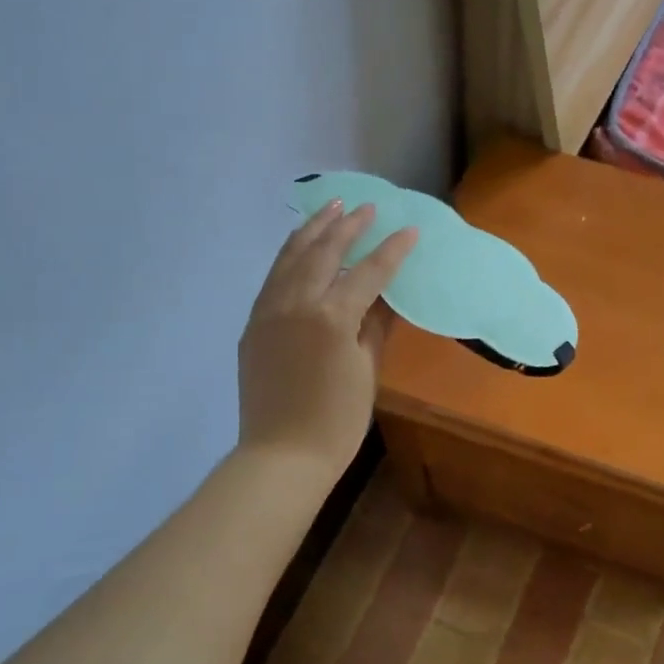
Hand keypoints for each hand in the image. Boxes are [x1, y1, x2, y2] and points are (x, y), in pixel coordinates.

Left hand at [238, 200, 418, 479]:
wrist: (282, 456)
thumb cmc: (338, 421)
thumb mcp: (368, 371)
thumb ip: (375, 326)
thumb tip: (385, 297)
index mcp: (332, 317)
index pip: (369, 272)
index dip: (392, 250)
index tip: (410, 229)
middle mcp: (296, 304)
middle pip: (325, 253)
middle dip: (348, 226)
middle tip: (366, 207)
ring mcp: (269, 312)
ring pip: (291, 258)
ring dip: (313, 230)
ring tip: (330, 208)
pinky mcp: (254, 325)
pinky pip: (273, 278)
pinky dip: (289, 255)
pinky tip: (300, 247)